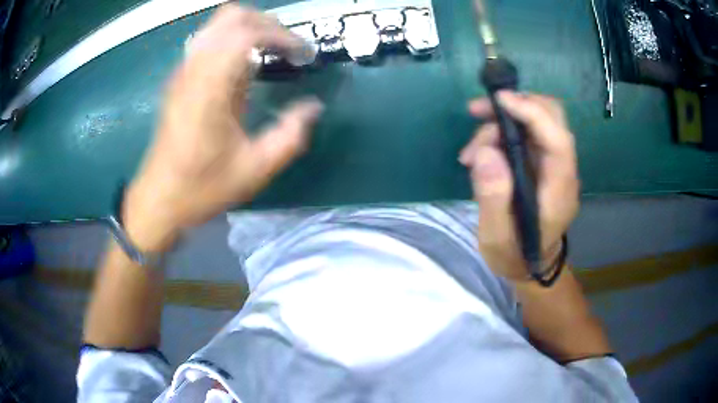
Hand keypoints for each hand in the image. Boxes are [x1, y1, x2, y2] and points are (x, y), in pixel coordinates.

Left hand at [123, 5, 322, 250]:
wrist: (159, 199)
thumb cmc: (202, 187)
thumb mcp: (255, 169)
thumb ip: (290, 135)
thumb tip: (313, 107)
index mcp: (210, 88)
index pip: (247, 33)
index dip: (281, 35)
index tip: (302, 55)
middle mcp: (193, 69)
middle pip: (231, 16)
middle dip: (266, 23)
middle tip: (287, 47)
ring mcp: (183, 71)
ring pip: (217, 25)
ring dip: (249, 29)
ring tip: (270, 52)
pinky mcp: (179, 79)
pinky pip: (208, 41)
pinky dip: (232, 41)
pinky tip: (244, 68)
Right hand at [459, 91, 578, 281]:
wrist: (530, 265)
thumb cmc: (515, 256)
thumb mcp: (497, 240)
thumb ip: (493, 200)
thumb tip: (486, 152)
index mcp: (559, 190)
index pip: (557, 139)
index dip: (532, 112)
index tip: (499, 101)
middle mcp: (562, 170)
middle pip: (553, 117)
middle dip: (516, 105)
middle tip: (478, 112)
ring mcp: (553, 164)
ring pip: (535, 120)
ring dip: (500, 123)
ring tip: (470, 153)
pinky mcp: (542, 162)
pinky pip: (525, 133)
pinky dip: (501, 132)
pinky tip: (481, 153)